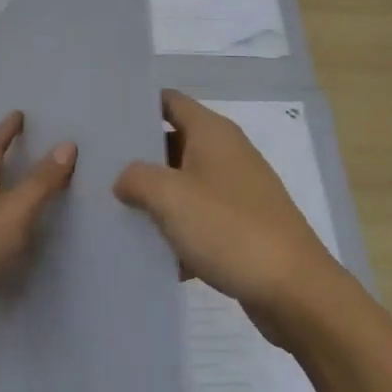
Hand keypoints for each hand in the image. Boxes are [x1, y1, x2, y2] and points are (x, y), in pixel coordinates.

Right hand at [114, 90, 343, 338]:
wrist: (294, 290)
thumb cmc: (230, 229)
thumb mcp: (171, 197)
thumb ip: (137, 178)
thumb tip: (124, 178)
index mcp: (213, 133)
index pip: (169, 101)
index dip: (137, 106)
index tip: (103, 120)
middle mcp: (226, 154)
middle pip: (173, 143)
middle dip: (138, 157)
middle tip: (97, 169)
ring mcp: (236, 192)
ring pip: (184, 185)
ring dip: (155, 198)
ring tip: (112, 210)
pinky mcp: (241, 227)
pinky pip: (199, 220)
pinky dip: (177, 232)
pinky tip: (148, 254)